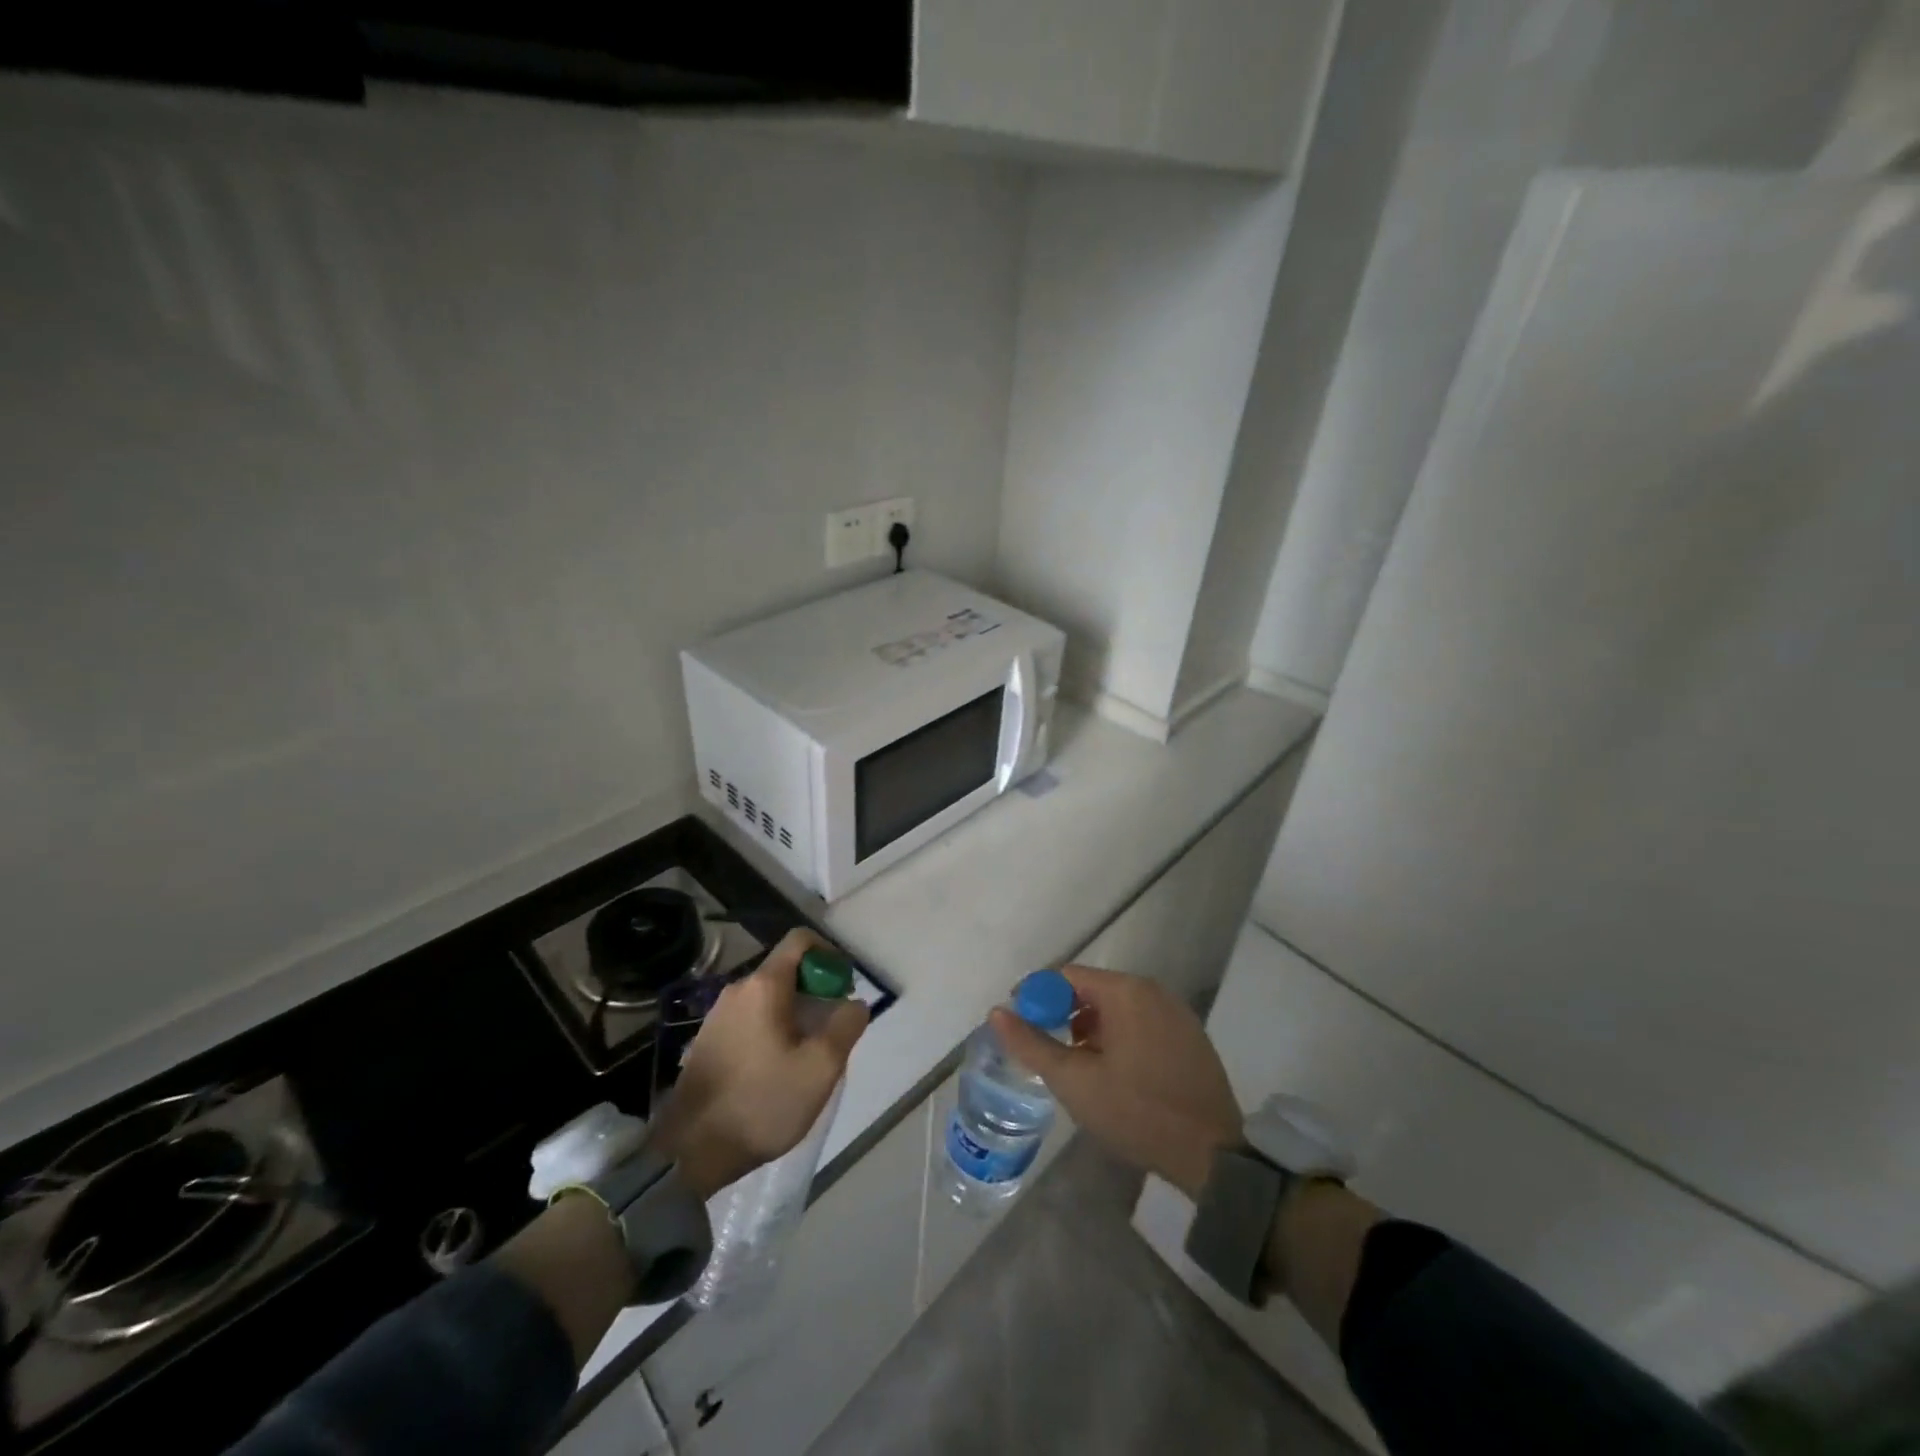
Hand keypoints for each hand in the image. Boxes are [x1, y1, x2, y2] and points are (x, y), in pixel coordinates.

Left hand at [652, 929, 869, 1199]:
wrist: (690, 1151)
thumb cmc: (762, 1102)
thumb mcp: (820, 1067)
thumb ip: (846, 1025)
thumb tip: (855, 1003)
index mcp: (764, 986)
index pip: (800, 940)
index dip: (829, 953)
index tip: (844, 986)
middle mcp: (737, 990)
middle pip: (785, 970)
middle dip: (815, 989)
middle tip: (833, 1026)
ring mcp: (717, 1015)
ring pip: (768, 997)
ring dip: (795, 1012)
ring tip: (809, 1052)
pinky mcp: (707, 1041)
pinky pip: (750, 1019)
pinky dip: (772, 1028)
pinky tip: (778, 1068)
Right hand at [990, 965, 1240, 1199]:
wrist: (1213, 1156)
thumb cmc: (1137, 1112)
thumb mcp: (1074, 1081)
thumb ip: (1031, 1043)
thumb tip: (996, 1012)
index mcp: (1126, 991)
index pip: (1066, 976)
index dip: (1037, 996)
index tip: (1020, 1025)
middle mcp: (1153, 990)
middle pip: (1092, 990)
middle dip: (1064, 1016)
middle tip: (1047, 1052)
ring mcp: (1176, 1012)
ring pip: (1117, 1008)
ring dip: (1090, 1030)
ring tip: (1078, 1069)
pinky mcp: (1190, 1036)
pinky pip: (1141, 1023)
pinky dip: (1118, 1038)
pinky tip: (1113, 1074)